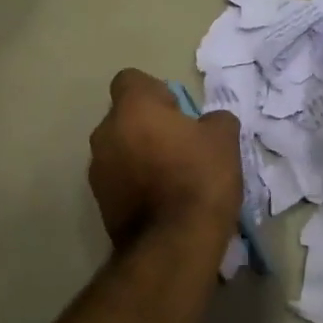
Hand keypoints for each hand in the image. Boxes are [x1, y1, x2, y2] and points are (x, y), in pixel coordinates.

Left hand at [88, 69, 242, 247]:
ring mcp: (97, 169)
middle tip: (180, 145)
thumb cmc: (199, 178)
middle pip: (124, 116)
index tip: (178, 112)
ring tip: (171, 177)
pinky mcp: (98, 201)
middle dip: (147, 125)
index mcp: (133, 108)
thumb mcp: (224, 139)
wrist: (173, 243)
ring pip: (119, 148)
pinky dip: (134, 183)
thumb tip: (208, 123)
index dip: (155, 91)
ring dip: (139, 155)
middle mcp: (105, 132)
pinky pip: (118, 179)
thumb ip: (214, 120)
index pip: (130, 80)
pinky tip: (161, 201)